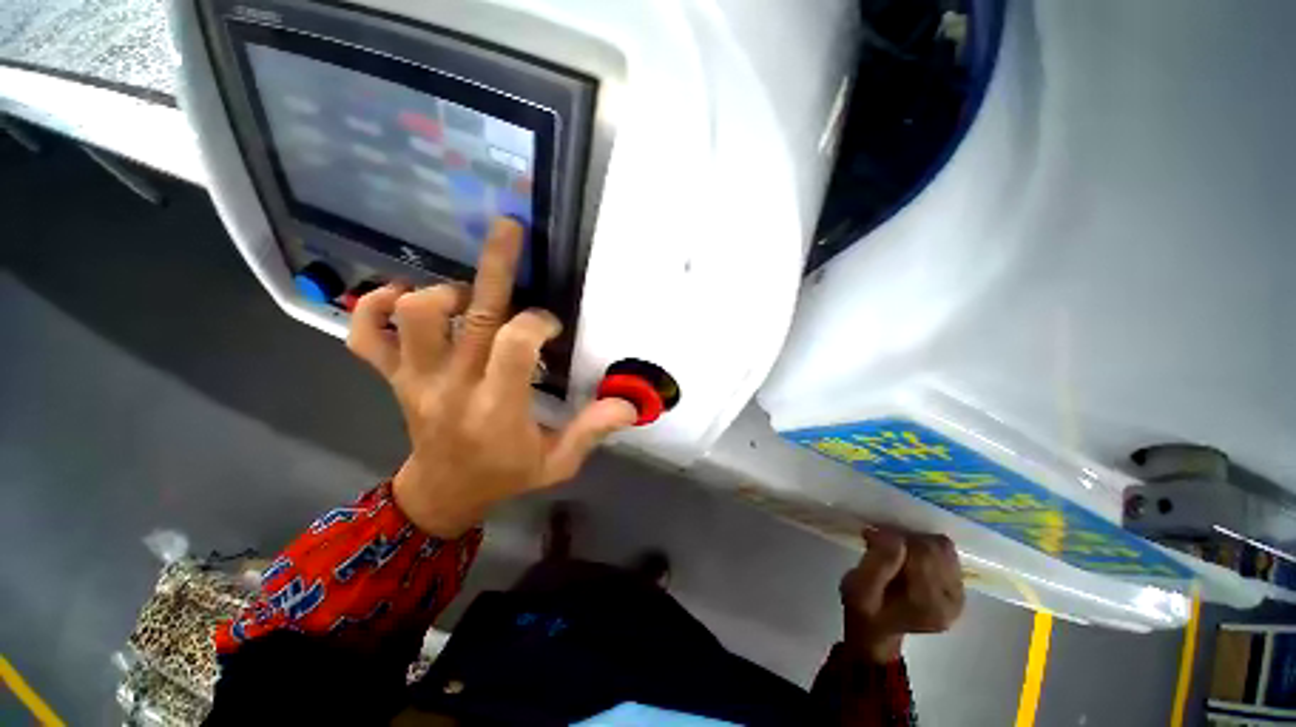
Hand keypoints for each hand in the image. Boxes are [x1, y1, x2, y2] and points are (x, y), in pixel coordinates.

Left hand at [346, 218, 638, 537]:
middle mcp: (453, 386)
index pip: (515, 345)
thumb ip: (591, 430)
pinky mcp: (393, 378)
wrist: (442, 495)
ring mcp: (415, 380)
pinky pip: (365, 335)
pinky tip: (401, 296)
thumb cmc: (505, 476)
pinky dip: (374, 307)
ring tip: (471, 296)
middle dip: (495, 265)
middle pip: (471, 315)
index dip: (537, 322)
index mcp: (497, 409)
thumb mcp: (557, 463)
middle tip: (510, 229)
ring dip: (445, 291)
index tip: (550, 326)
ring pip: (414, 315)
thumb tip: (630, 403)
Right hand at [839, 527, 964, 662]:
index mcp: (928, 606)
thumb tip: (894, 536)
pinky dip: (925, 548)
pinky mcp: (958, 589)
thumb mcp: (859, 587)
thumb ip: (878, 563)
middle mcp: (952, 602)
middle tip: (881, 545)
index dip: (895, 538)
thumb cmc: (865, 607)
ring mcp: (959, 597)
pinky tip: (908, 558)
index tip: (871, 538)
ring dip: (916, 543)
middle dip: (906, 540)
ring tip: (895, 553)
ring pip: (944, 549)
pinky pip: (947, 554)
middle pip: (936, 549)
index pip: (923, 553)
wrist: (877, 627)